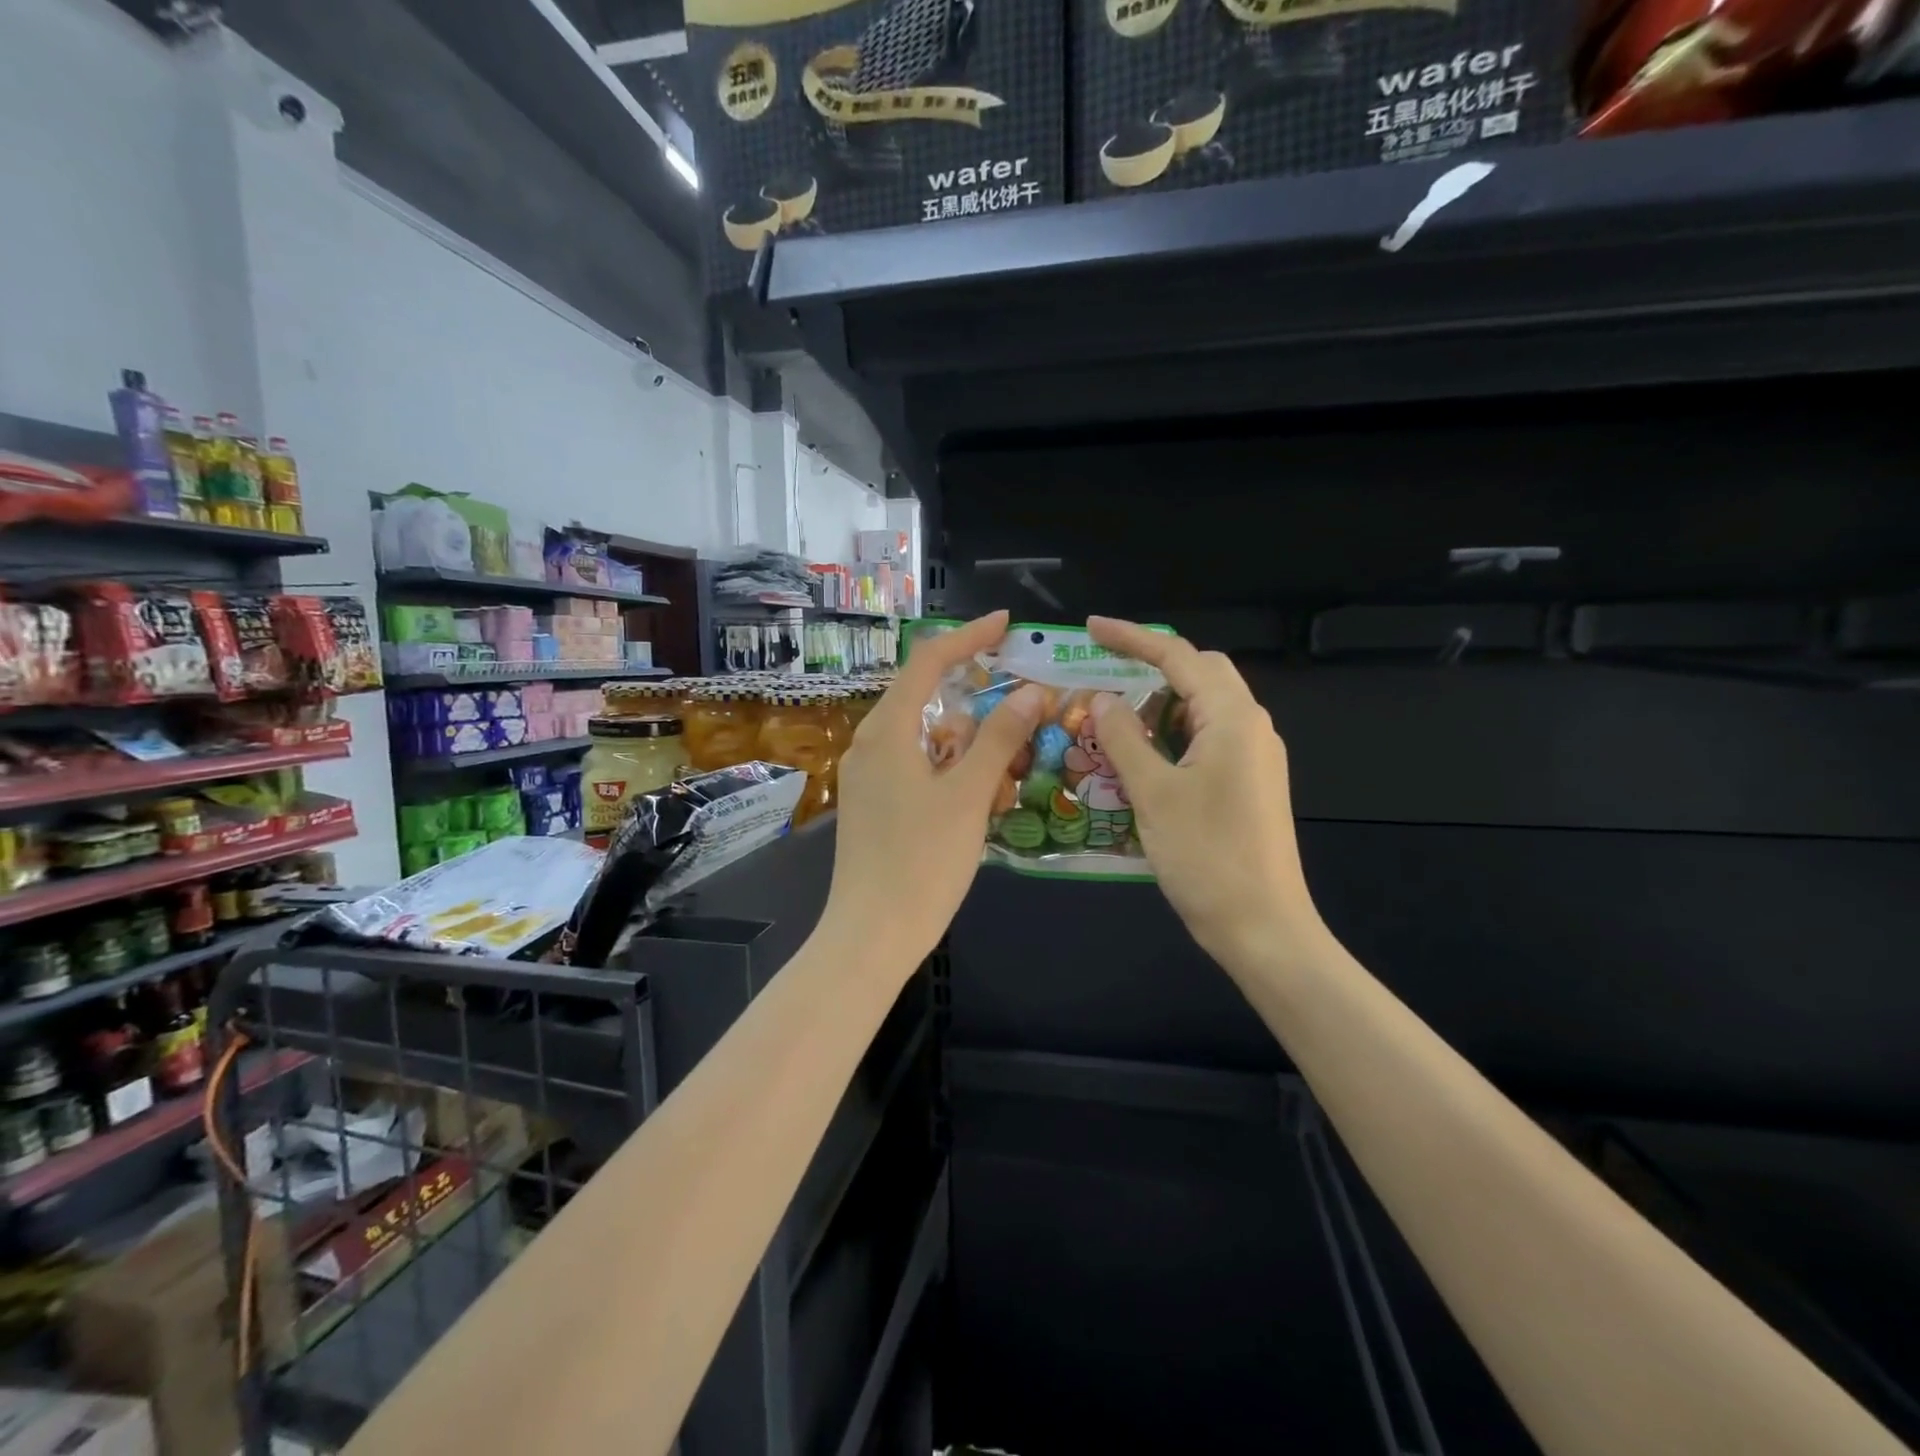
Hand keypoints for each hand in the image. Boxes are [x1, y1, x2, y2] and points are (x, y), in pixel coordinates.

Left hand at [824, 611, 1041, 964]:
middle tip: (1023, 717)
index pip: (928, 662)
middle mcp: (872, 745)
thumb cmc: (922, 862)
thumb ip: (999, 738)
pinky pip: (920, 770)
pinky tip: (980, 800)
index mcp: (888, 731)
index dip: (968, 637)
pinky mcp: (876, 805)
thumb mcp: (969, 796)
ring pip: (929, 740)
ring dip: (970, 747)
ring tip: (1009, 775)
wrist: (871, 936)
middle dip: (978, 705)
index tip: (1006, 624)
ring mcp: (870, 777)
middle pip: (930, 701)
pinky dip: (952, 773)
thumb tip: (1028, 692)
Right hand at [1087, 617, 1322, 966]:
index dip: (1133, 637)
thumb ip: (1125, 739)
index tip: (1091, 629)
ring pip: (1203, 708)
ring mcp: (1254, 757)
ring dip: (1159, 704)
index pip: (1179, 657)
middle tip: (1102, 673)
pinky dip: (1172, 735)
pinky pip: (1207, 739)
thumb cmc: (1207, 858)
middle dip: (1151, 665)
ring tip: (1112, 717)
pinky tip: (1141, 756)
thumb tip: (1103, 699)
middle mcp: (1251, 727)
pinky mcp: (1250, 783)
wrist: (1264, 927)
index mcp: (1232, 719)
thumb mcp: (1154, 794)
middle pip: (1200, 674)